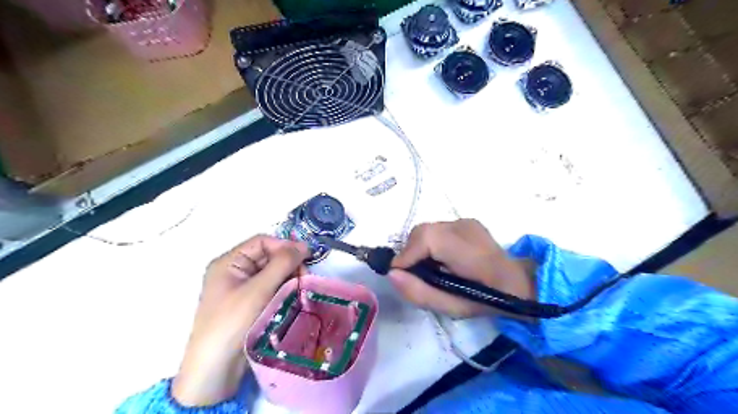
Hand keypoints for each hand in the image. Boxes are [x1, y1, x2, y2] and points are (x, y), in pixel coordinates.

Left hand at [172, 234, 308, 405]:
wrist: (215, 368)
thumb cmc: (233, 321)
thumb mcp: (258, 289)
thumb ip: (282, 263)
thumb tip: (303, 245)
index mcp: (229, 262)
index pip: (262, 242)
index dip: (284, 245)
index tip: (306, 256)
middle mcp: (235, 271)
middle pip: (268, 257)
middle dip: (289, 264)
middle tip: (304, 276)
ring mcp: (242, 288)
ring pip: (273, 273)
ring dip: (289, 278)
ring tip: (301, 288)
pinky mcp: (251, 304)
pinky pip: (272, 288)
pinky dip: (284, 290)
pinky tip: (294, 297)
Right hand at [389, 218, 534, 318]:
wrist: (518, 284)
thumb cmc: (486, 301)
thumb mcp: (452, 308)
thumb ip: (420, 292)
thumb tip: (392, 273)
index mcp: (470, 251)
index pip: (427, 238)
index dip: (407, 255)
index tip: (399, 274)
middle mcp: (466, 227)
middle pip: (423, 232)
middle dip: (411, 253)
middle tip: (415, 275)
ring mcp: (466, 221)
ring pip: (427, 230)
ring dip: (419, 249)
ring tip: (429, 269)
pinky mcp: (465, 221)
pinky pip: (436, 230)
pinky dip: (429, 244)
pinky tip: (440, 259)